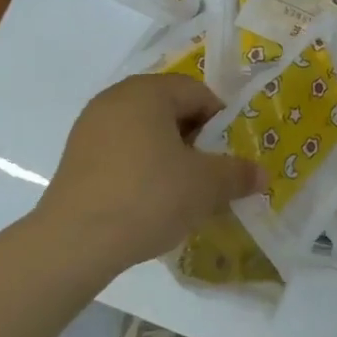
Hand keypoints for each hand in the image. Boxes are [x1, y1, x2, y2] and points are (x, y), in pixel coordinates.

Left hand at [25, 74, 265, 281]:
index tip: (230, 153)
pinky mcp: (75, 160)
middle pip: (170, 110)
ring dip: (170, 156)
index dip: (222, 121)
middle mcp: (115, 100)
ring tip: (184, 191)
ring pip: (146, 133)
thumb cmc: (149, 196)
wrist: (74, 243)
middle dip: (196, 140)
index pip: (198, 93)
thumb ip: (238, 173)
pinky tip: (151, 202)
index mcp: (147, 92)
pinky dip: (143, 169)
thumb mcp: (206, 185)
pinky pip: (122, 153)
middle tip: (212, 172)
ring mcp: (90, 129)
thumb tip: (261, 175)